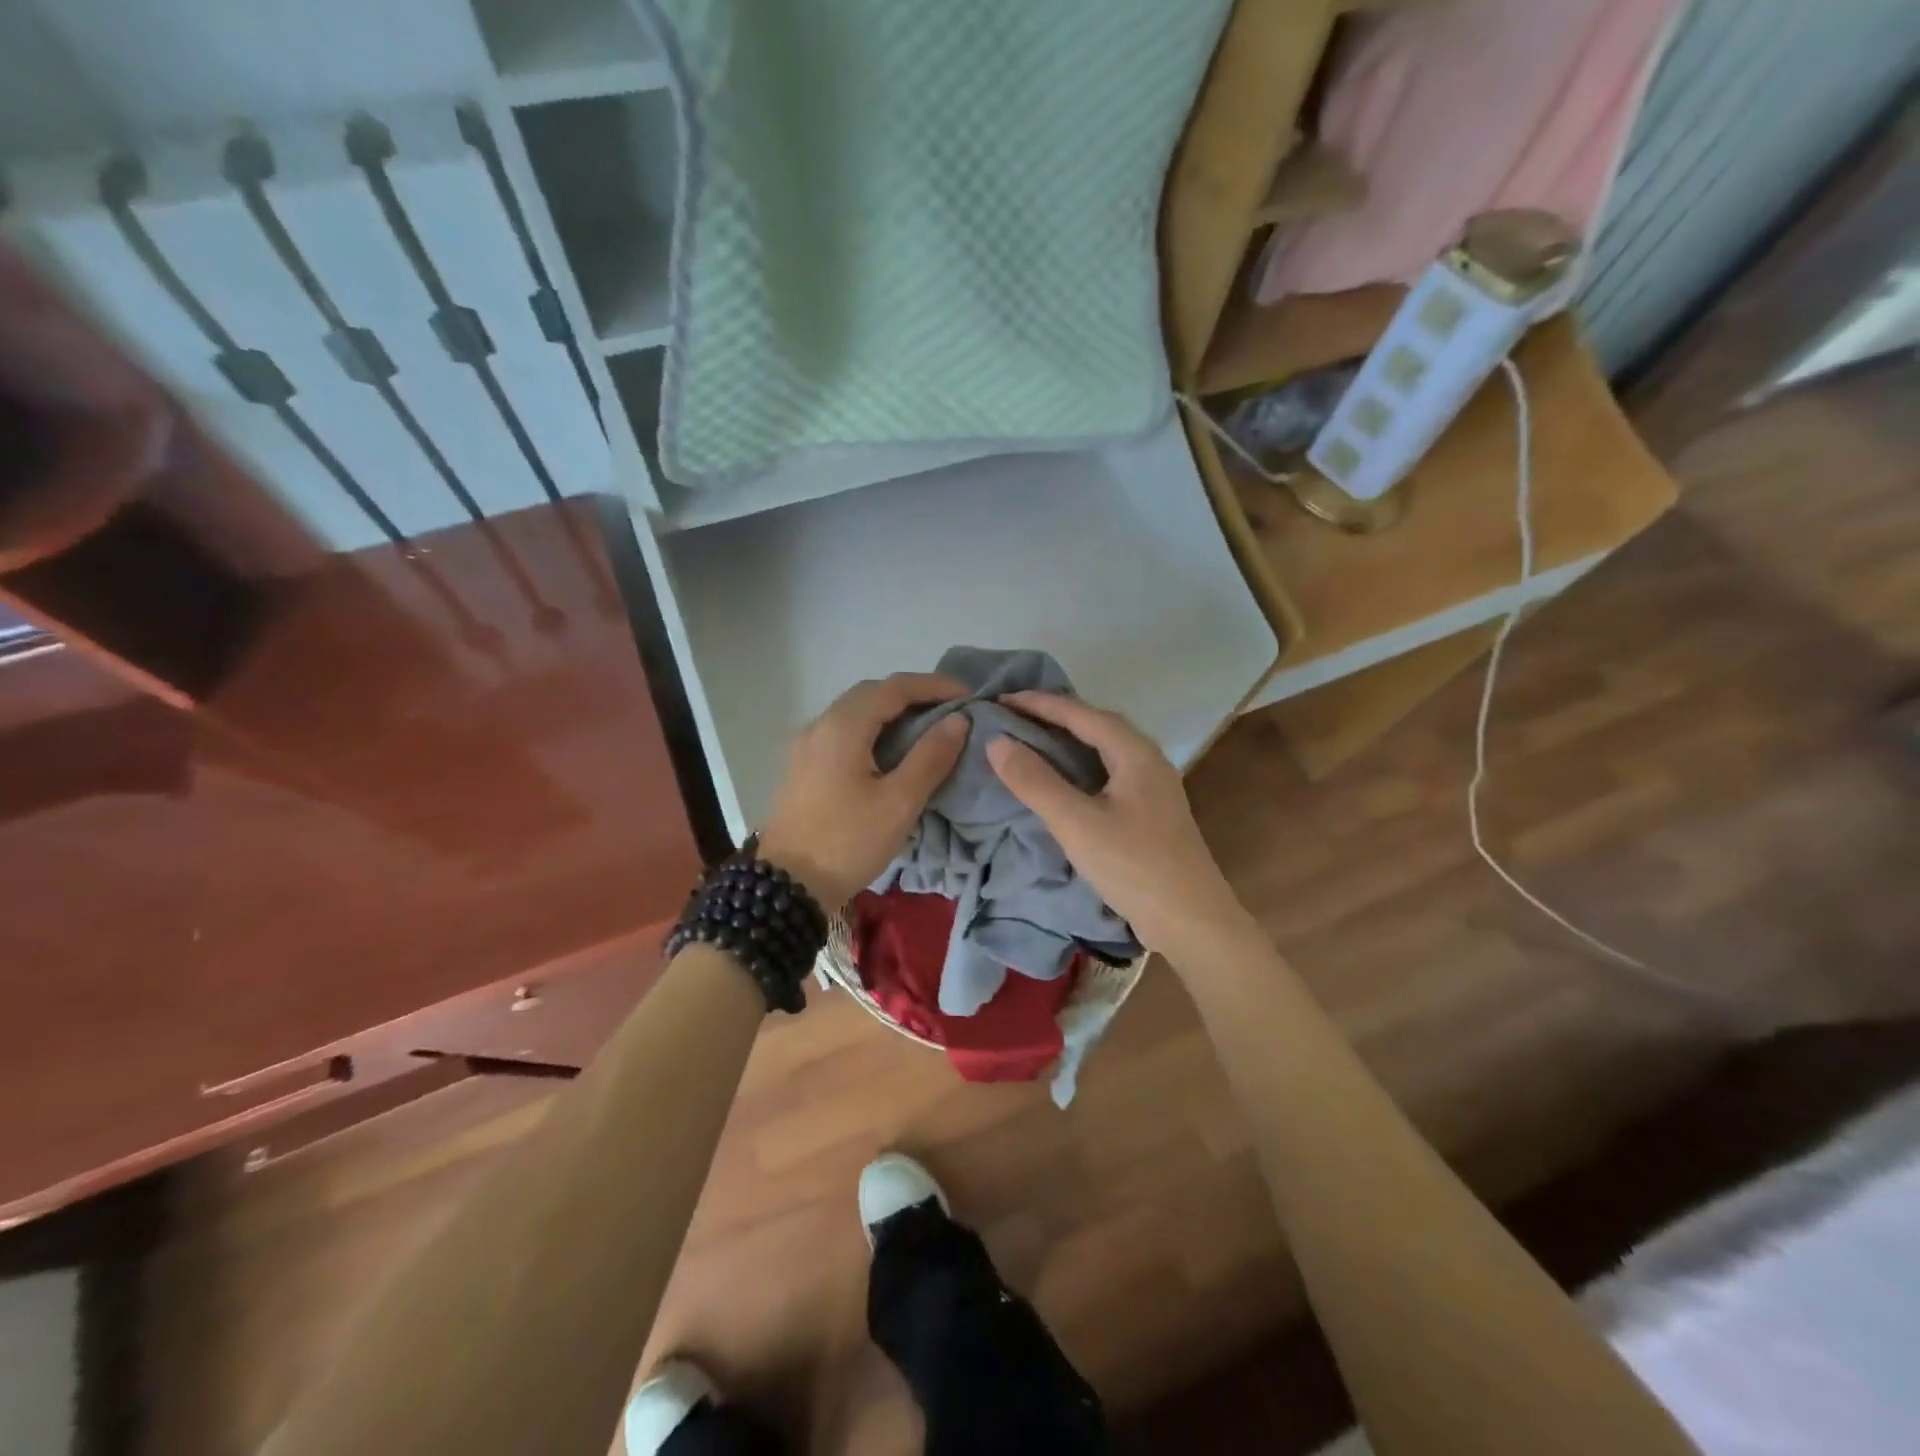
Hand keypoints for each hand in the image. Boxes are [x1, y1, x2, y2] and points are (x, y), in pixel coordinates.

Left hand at [758, 673, 969, 910]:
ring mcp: (807, 745)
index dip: (935, 685)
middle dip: (913, 694)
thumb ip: (930, 756)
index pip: (895, 687)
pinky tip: (891, 750)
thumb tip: (958, 719)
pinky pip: (843, 731)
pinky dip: (873, 729)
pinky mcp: (803, 765)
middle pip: (872, 693)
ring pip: (855, 712)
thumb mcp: (899, 802)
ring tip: (927, 728)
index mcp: (843, 726)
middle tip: (950, 710)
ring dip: (892, 711)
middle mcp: (820, 724)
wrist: (788, 886)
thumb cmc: (848, 842)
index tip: (969, 695)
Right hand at [986, 692, 1247, 957]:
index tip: (1001, 698)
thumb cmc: (1133, 867)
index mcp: (1135, 753)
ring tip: (1033, 738)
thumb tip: (997, 741)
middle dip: (1055, 714)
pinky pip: (1110, 771)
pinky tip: (1065, 778)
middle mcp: (1148, 760)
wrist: (1192, 921)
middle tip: (1014, 715)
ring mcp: (1154, 786)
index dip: (1039, 703)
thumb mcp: (1076, 823)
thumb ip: (1035, 781)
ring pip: (1105, 748)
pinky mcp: (1151, 811)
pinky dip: (1081, 764)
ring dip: (1069, 738)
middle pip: (1097, 724)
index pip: (1081, 713)